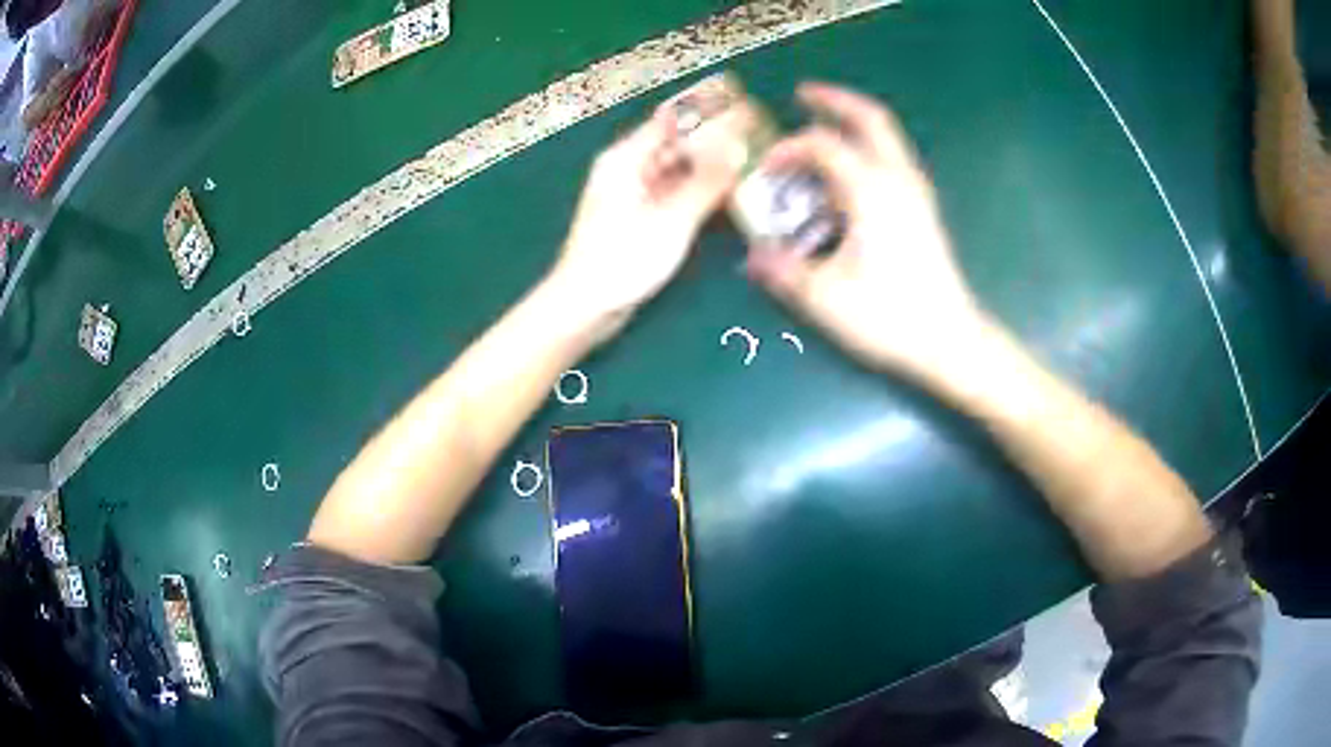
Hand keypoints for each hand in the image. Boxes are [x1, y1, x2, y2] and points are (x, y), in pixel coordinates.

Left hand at [550, 99, 754, 328]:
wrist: (586, 306)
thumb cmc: (622, 260)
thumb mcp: (671, 219)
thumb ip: (707, 182)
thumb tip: (739, 146)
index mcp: (626, 158)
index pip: (674, 120)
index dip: (710, 111)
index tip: (747, 106)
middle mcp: (630, 168)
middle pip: (679, 144)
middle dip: (717, 140)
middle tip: (760, 137)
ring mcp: (636, 194)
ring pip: (681, 170)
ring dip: (712, 167)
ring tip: (754, 162)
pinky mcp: (642, 217)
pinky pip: (677, 193)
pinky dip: (701, 192)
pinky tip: (731, 194)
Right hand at [746, 82, 987, 381]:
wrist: (950, 340)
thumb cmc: (891, 316)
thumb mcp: (826, 298)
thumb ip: (784, 272)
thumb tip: (751, 259)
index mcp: (871, 191)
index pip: (822, 146)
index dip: (788, 149)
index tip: (765, 168)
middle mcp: (897, 180)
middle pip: (869, 119)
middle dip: (835, 101)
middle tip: (804, 94)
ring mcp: (916, 192)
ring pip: (886, 137)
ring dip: (854, 122)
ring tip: (824, 123)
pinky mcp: (923, 209)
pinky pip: (893, 158)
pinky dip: (868, 147)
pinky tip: (851, 168)